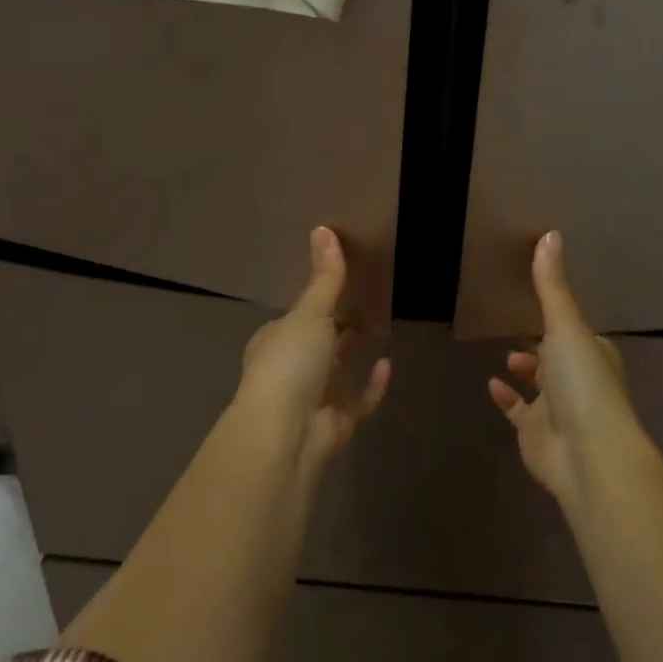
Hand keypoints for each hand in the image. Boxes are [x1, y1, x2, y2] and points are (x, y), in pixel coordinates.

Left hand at [233, 227, 391, 469]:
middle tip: (365, 300)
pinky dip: (372, 385)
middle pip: (317, 343)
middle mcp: (290, 369)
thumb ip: (324, 277)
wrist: (285, 434)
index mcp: (274, 341)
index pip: (294, 317)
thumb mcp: (309, 313)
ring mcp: (313, 399)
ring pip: (336, 372)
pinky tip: (388, 364)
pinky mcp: (336, 423)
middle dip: (335, 327)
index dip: (314, 302)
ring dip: (351, 354)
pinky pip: (358, 400)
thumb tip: (323, 228)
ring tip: (378, 326)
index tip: (338, 283)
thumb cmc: (289, 364)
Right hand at [487, 232, 644, 506]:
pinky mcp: (536, 433)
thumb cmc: (583, 383)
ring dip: (527, 371)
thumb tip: (551, 233)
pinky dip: (507, 399)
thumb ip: (552, 285)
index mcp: (595, 353)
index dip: (564, 320)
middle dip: (543, 347)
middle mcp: (580, 381)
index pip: (580, 332)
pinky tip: (492, 384)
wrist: (587, 454)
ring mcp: (559, 410)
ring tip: (506, 356)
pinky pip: (519, 412)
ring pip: (541, 387)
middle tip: (520, 329)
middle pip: (560, 359)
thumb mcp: (566, 326)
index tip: (544, 304)